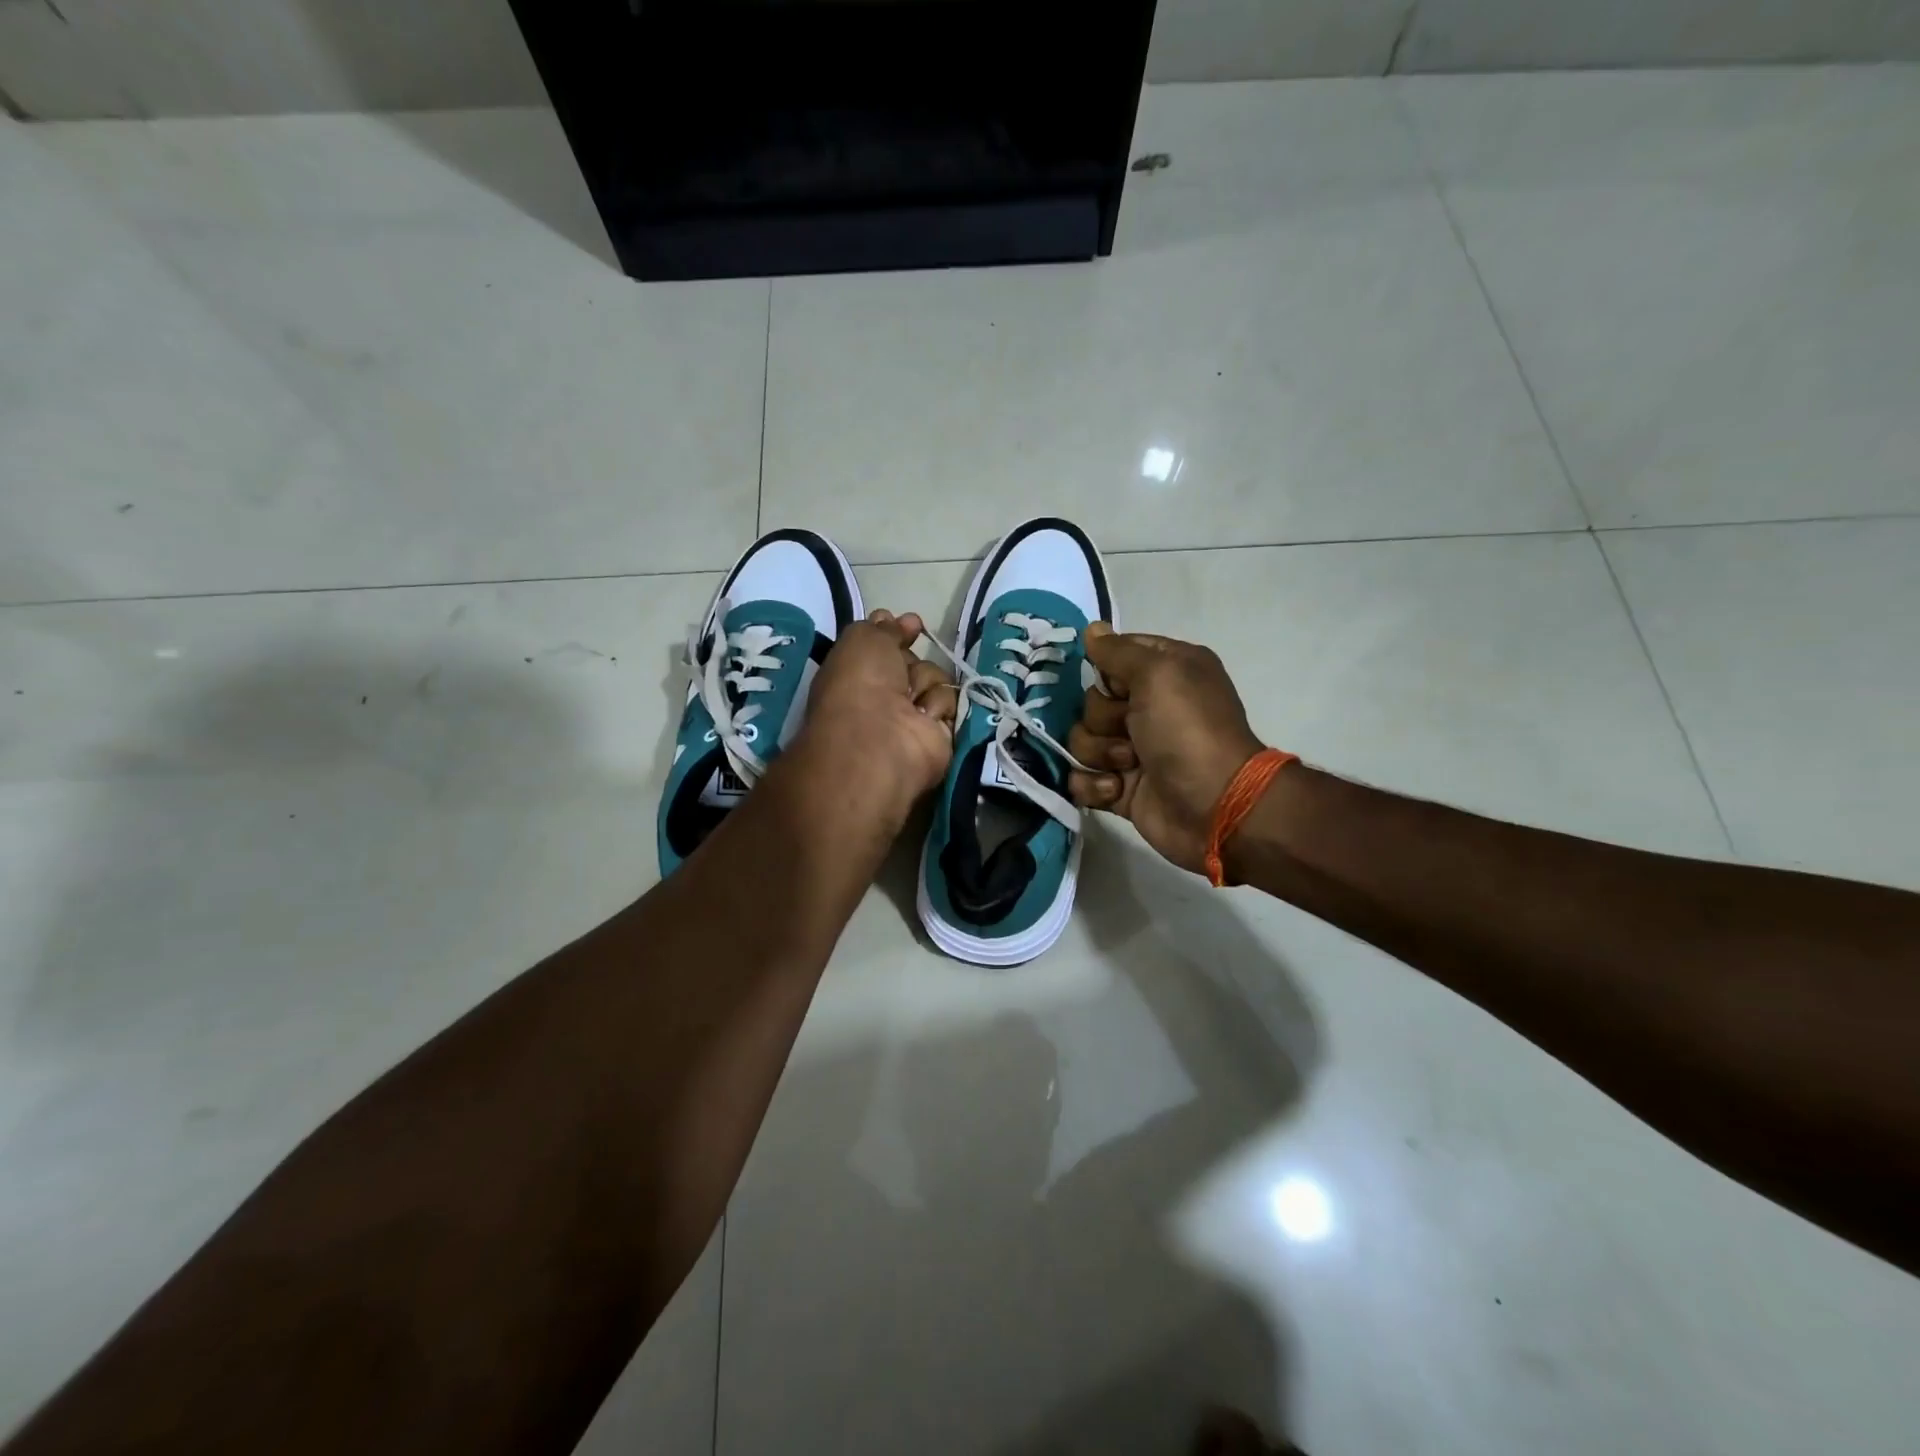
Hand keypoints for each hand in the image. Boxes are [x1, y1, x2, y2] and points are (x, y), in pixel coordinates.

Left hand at [792, 610, 957, 827]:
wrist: (880, 736)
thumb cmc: (861, 683)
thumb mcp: (862, 639)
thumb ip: (882, 627)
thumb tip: (899, 620)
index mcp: (858, 675)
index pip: (885, 646)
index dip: (898, 632)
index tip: (912, 624)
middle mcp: (884, 697)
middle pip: (915, 662)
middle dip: (912, 662)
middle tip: (902, 674)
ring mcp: (912, 718)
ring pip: (936, 680)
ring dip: (925, 684)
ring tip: (911, 702)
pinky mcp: (939, 734)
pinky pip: (950, 703)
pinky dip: (937, 706)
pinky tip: (923, 718)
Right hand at [1068, 624, 1266, 875]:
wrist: (1214, 806)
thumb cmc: (1188, 731)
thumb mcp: (1158, 673)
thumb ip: (1118, 651)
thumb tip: (1092, 629)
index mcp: (1166, 672)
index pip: (1114, 657)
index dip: (1106, 672)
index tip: (1116, 688)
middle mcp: (1149, 707)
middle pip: (1092, 702)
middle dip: (1103, 720)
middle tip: (1130, 732)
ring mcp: (1132, 750)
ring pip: (1082, 740)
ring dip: (1099, 754)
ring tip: (1128, 766)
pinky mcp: (1120, 787)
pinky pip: (1081, 777)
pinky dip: (1093, 785)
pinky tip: (1116, 790)